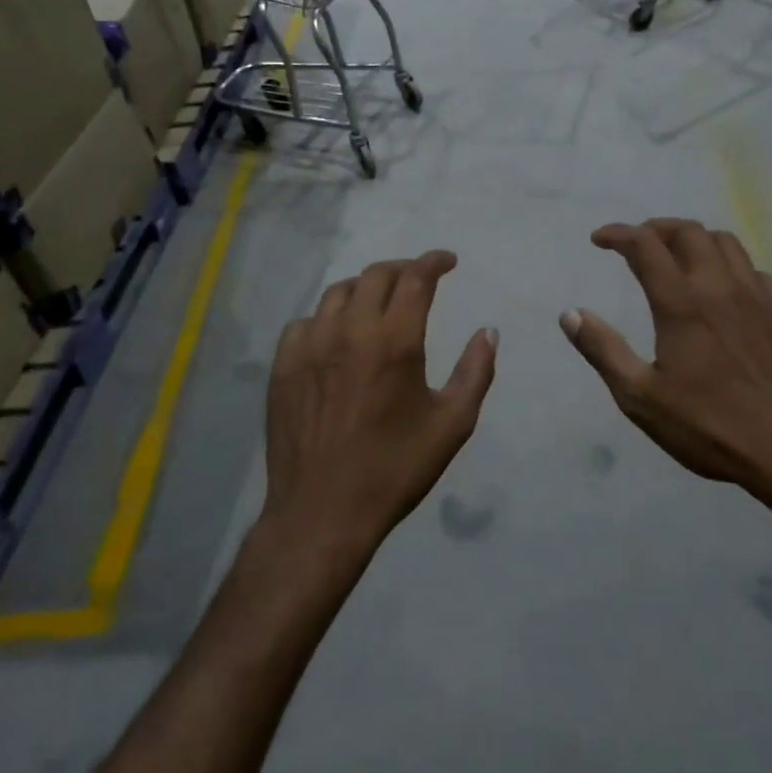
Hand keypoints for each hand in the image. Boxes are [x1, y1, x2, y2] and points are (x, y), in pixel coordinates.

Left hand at [262, 251, 496, 560]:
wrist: (323, 511)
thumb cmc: (395, 469)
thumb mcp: (452, 424)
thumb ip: (476, 371)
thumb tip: (488, 331)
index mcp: (394, 341)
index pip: (415, 278)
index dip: (434, 261)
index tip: (448, 261)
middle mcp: (348, 331)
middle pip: (375, 275)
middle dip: (402, 268)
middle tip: (419, 279)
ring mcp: (309, 346)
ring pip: (337, 293)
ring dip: (365, 288)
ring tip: (379, 302)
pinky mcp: (282, 365)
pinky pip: (305, 322)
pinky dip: (328, 318)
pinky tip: (337, 337)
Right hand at [560, 220, 771, 527]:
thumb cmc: (709, 426)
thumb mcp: (640, 397)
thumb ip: (603, 350)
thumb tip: (570, 313)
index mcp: (681, 303)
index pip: (645, 245)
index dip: (618, 234)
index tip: (600, 239)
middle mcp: (720, 286)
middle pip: (688, 232)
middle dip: (656, 229)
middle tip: (636, 244)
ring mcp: (758, 296)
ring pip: (725, 242)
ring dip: (694, 239)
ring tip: (677, 256)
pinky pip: (753, 269)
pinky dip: (729, 265)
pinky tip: (724, 289)